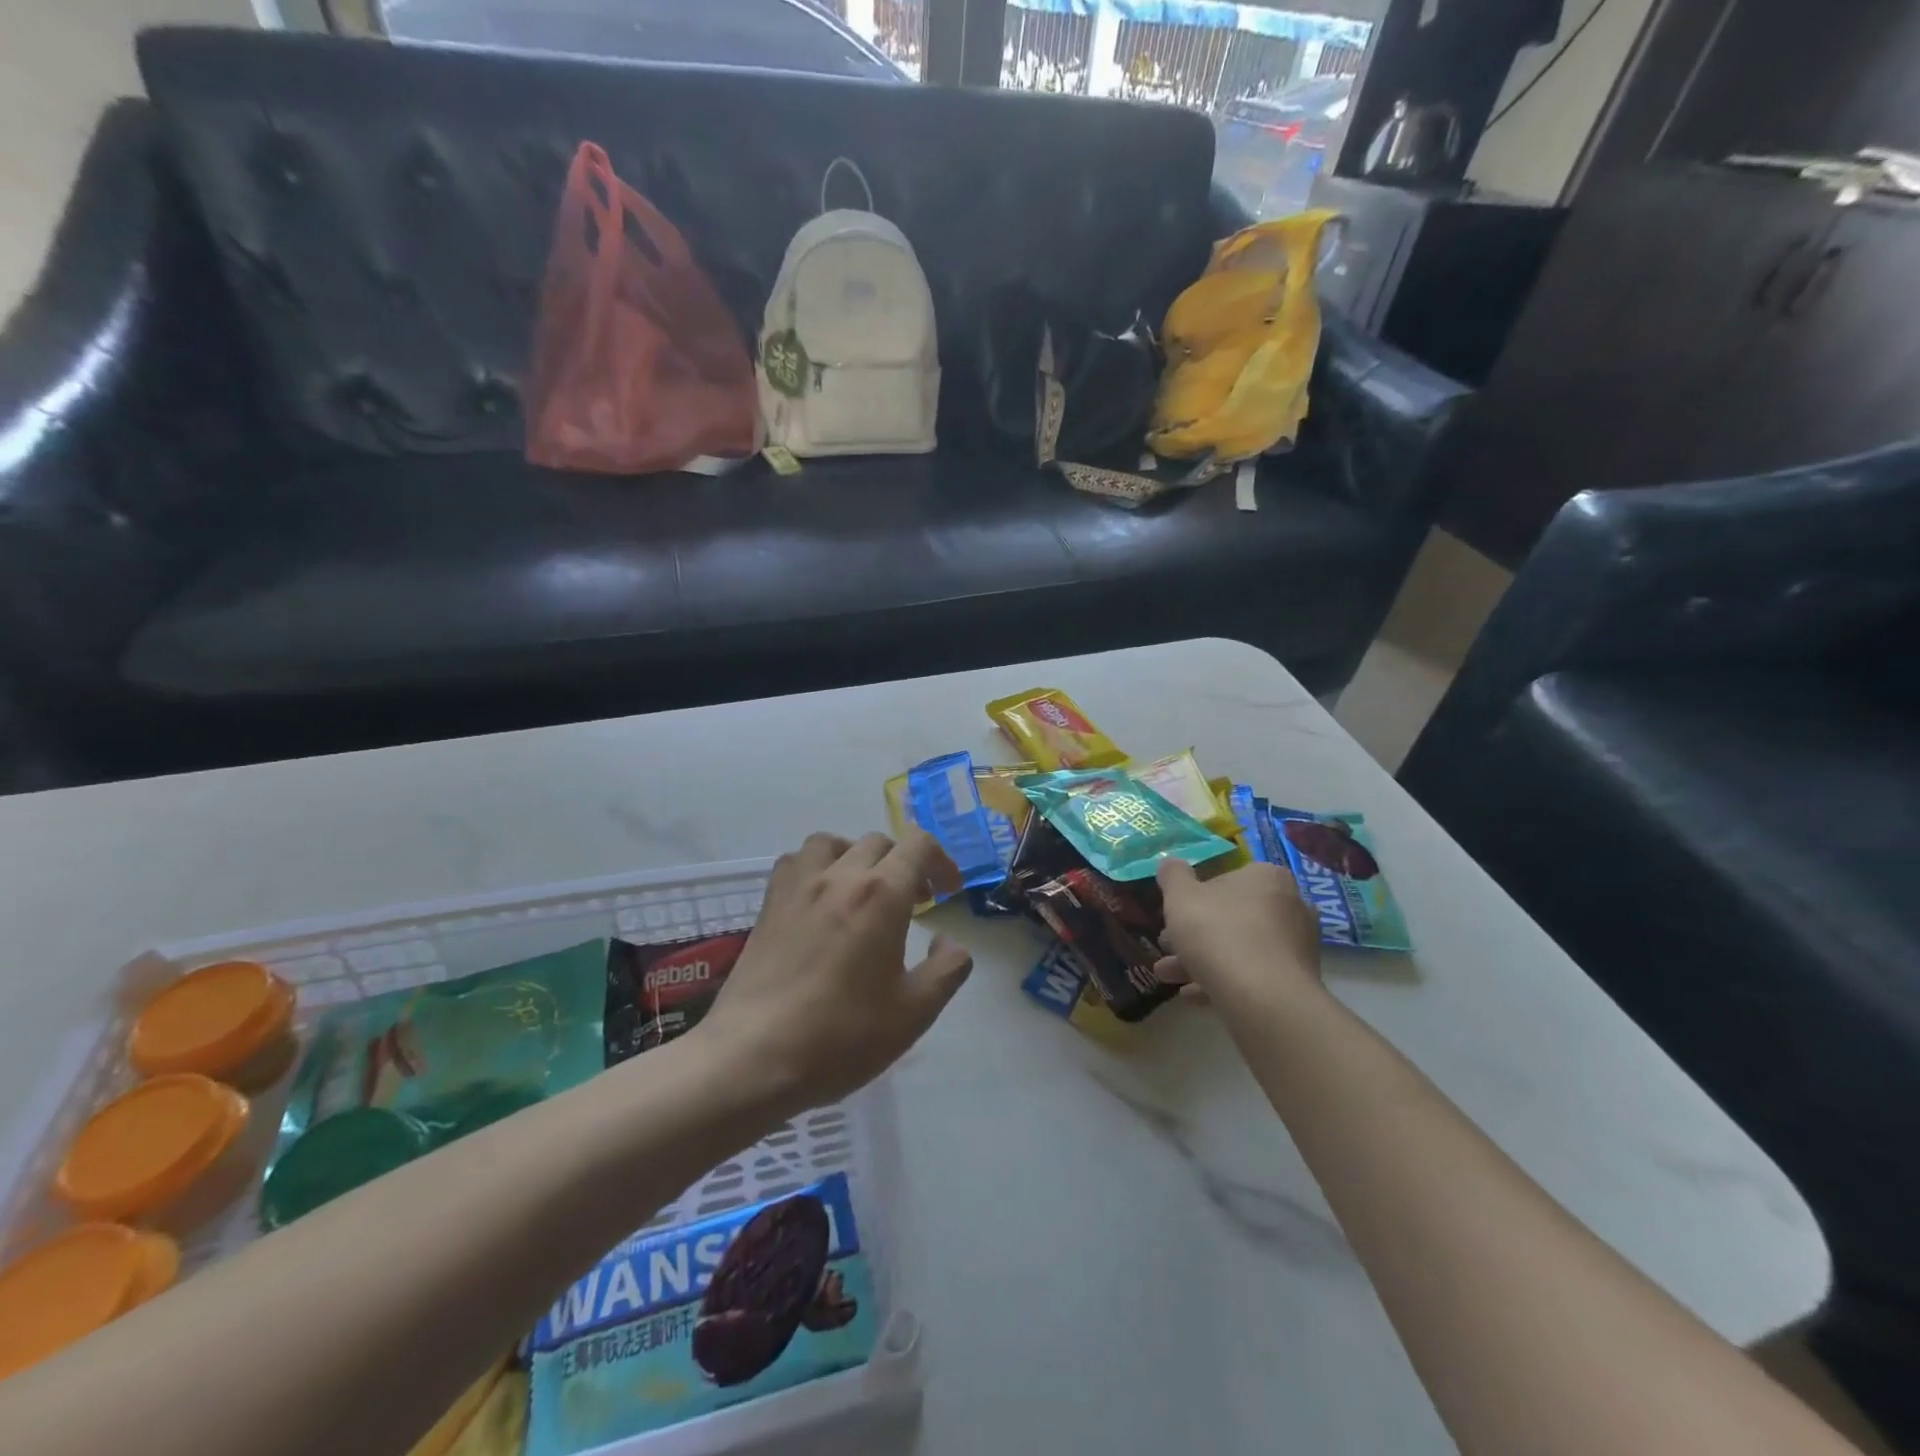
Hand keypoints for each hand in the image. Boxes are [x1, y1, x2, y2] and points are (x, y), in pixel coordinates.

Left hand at [700, 830, 971, 1116]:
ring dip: (857, 856)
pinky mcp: (768, 905)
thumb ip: (946, 969)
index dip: (941, 861)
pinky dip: (816, 867)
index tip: (948, 892)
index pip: (919, 845)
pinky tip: (820, 901)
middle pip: (879, 843)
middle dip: (905, 864)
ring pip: (833, 843)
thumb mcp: (914, 1012)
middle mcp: (840, 876)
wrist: (754, 1057)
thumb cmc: (842, 1035)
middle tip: (914, 903)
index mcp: (882, 894)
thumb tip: (948, 942)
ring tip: (864, 891)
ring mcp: (798, 886)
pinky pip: (795, 862)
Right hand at [1154, 857, 1321, 1012]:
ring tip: (1167, 976)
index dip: (1194, 896)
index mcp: (1267, 877)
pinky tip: (1192, 996)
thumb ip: (1173, 875)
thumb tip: (1171, 863)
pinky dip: (1222, 981)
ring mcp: (1297, 947)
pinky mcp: (1296, 983)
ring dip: (1200, 960)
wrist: (1263, 999)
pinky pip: (1252, 976)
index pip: (1226, 878)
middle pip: (1231, 916)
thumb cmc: (1219, 933)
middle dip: (1194, 933)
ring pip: (1239, 948)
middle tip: (1166, 946)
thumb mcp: (1180, 896)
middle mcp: (1290, 906)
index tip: (1172, 914)